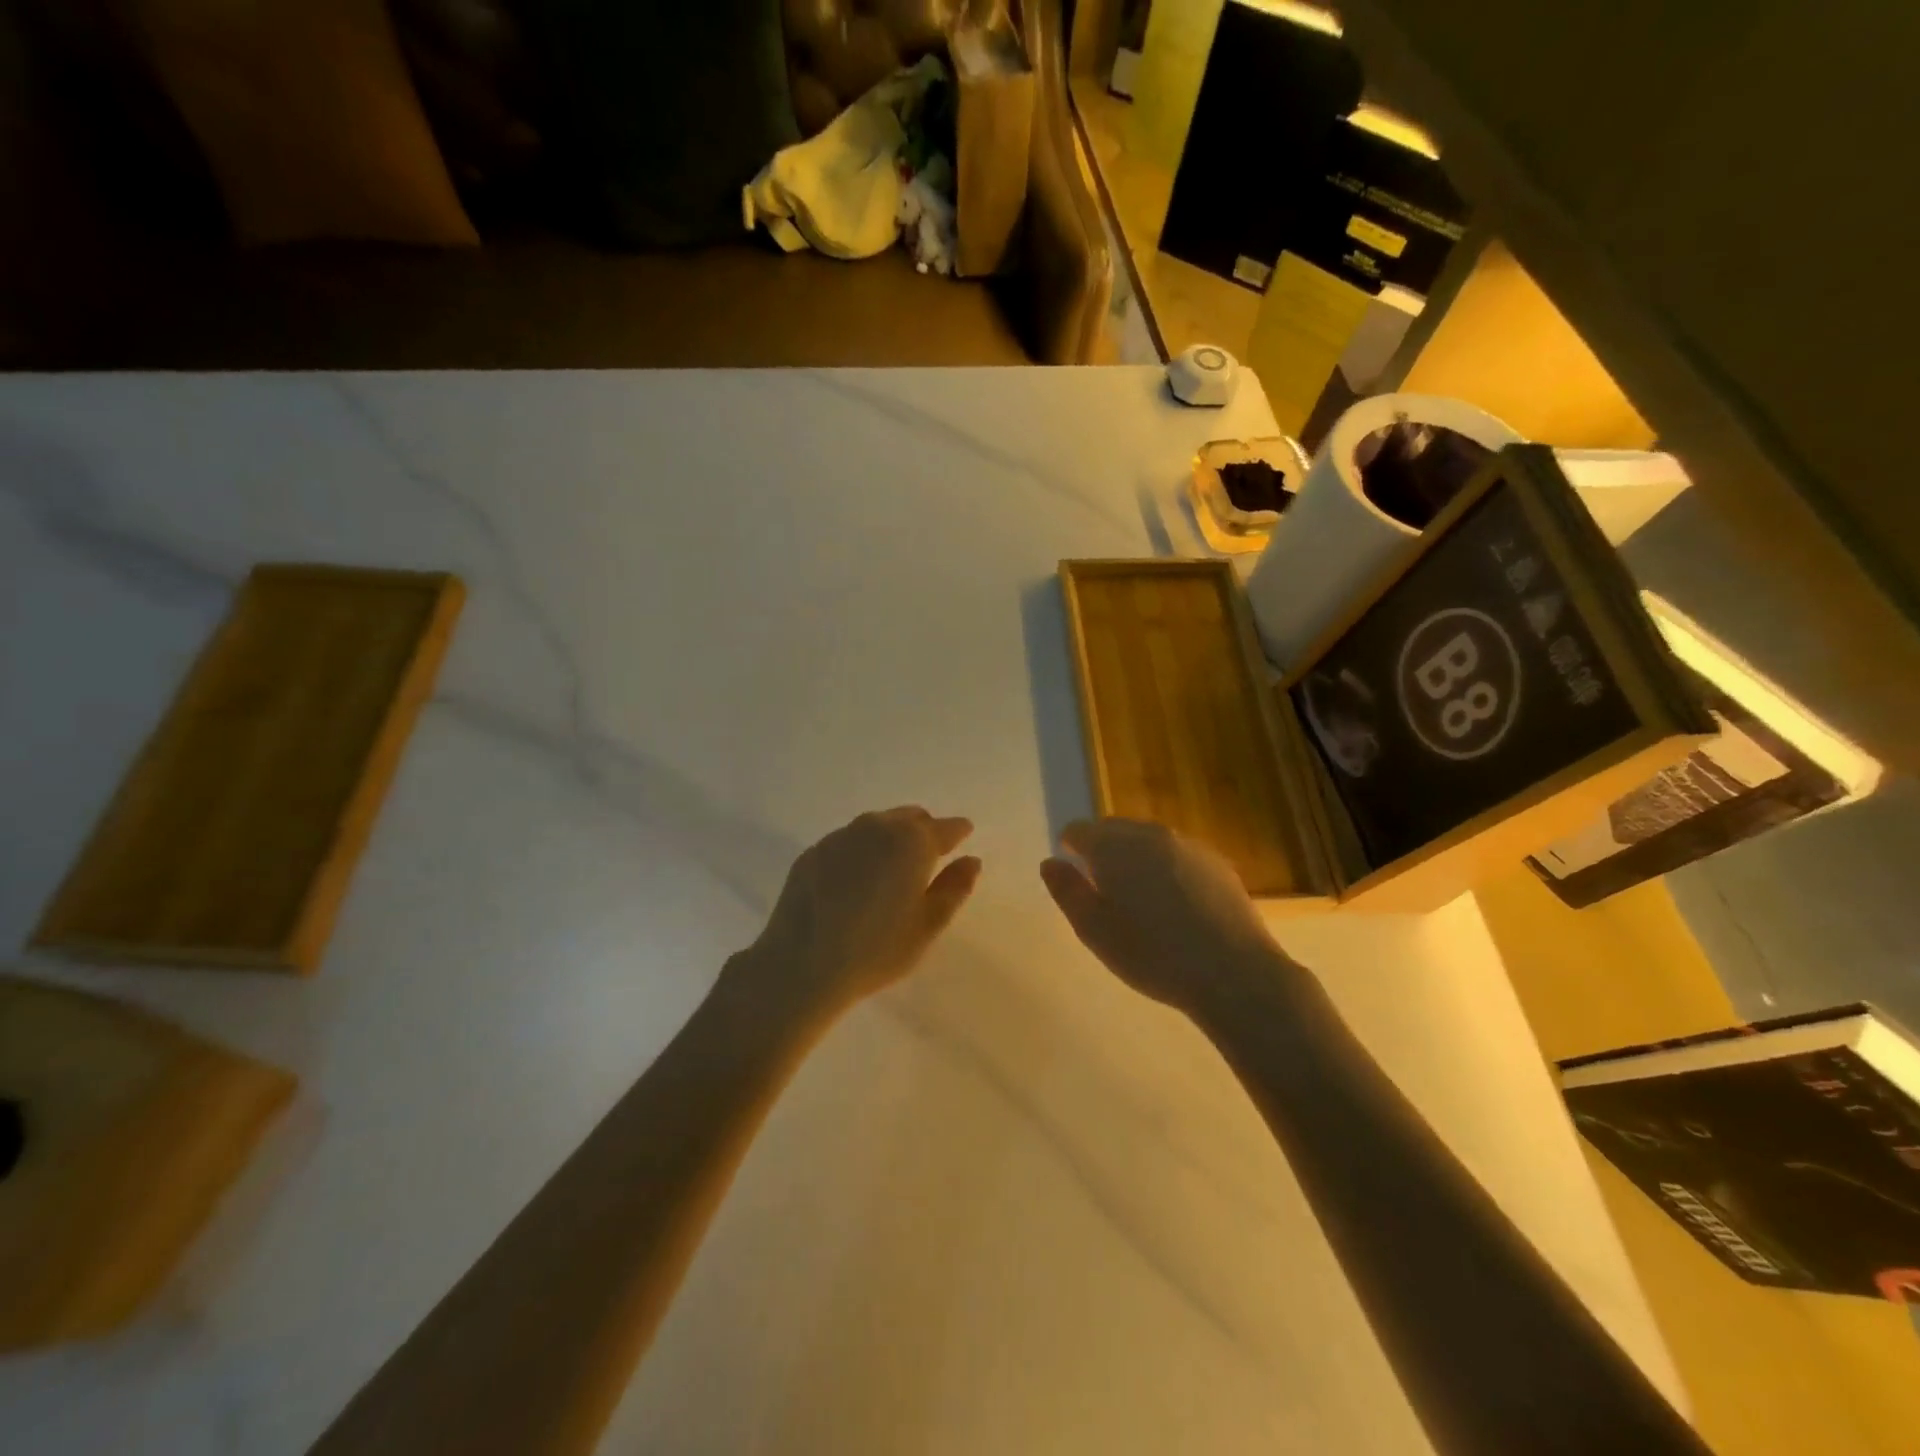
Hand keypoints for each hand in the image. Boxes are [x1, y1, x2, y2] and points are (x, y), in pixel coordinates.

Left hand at [729, 807, 980, 1022]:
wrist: (800, 965)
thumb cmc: (876, 950)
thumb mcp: (928, 926)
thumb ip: (954, 888)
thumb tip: (971, 860)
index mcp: (912, 842)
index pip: (945, 828)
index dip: (957, 832)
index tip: (963, 837)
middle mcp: (877, 827)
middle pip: (910, 818)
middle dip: (923, 831)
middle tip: (927, 859)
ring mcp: (840, 837)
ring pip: (876, 826)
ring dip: (890, 839)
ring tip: (890, 870)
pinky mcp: (813, 852)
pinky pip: (847, 842)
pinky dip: (860, 852)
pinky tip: (854, 882)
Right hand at [1041, 818, 1293, 1013]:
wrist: (1232, 972)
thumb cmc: (1151, 954)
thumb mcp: (1094, 930)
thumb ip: (1067, 891)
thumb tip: (1051, 862)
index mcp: (1113, 847)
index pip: (1079, 830)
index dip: (1070, 847)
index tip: (1073, 872)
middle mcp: (1148, 834)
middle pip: (1114, 830)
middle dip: (1103, 850)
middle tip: (1103, 889)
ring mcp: (1186, 845)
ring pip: (1148, 840)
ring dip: (1136, 858)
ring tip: (1140, 898)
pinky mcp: (1215, 862)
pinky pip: (1177, 855)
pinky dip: (1166, 868)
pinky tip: (1175, 904)